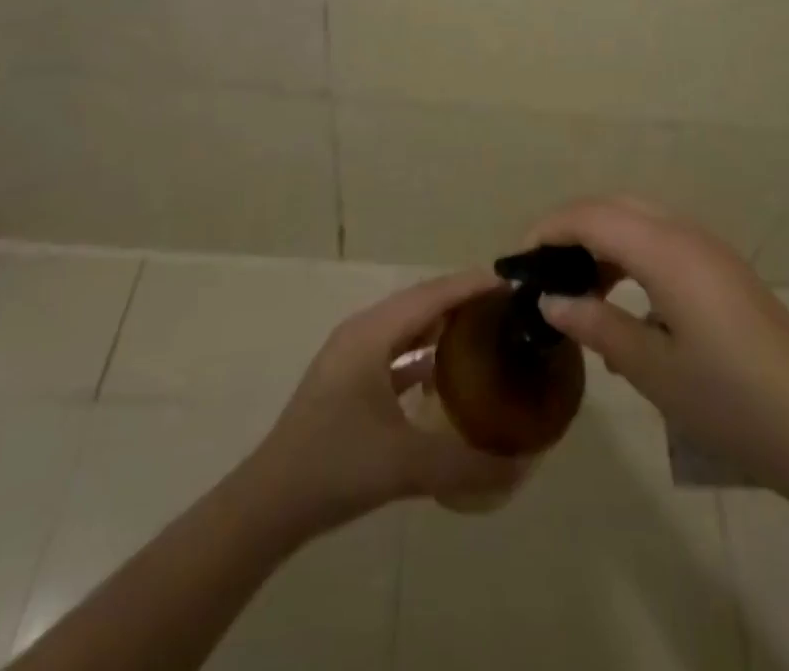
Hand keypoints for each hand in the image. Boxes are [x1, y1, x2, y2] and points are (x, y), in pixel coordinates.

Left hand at [251, 270, 527, 534]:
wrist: (268, 505)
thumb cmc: (335, 466)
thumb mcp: (405, 464)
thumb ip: (465, 463)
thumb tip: (520, 464)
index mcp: (372, 333)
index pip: (432, 295)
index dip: (471, 285)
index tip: (512, 284)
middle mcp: (362, 332)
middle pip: (420, 302)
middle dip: (461, 299)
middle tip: (505, 307)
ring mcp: (352, 356)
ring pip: (406, 326)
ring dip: (442, 324)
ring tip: (484, 330)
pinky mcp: (348, 380)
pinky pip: (395, 351)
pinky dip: (422, 352)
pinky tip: (446, 373)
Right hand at [524, 197, 788, 499]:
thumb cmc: (731, 401)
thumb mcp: (654, 369)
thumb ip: (597, 325)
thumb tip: (549, 300)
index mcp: (666, 250)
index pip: (593, 216)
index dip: (549, 229)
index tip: (516, 260)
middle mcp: (687, 234)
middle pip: (616, 206)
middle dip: (572, 227)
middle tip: (541, 269)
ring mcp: (711, 251)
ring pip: (641, 221)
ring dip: (603, 241)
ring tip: (576, 289)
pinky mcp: (724, 271)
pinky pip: (663, 242)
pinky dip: (631, 256)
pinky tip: (623, 303)